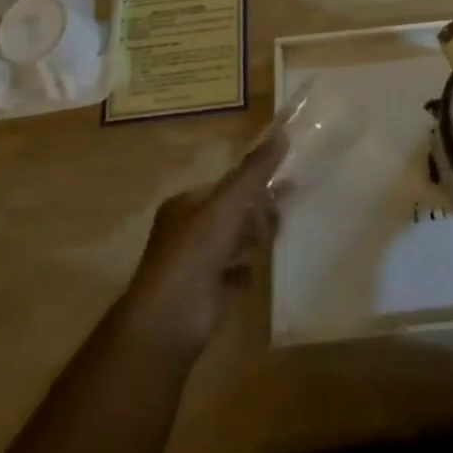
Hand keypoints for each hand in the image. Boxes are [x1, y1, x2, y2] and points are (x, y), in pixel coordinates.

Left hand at [123, 132, 283, 352]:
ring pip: (233, 243)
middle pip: (231, 214)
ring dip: (252, 241)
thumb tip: (283, 133)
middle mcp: (188, 231)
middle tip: (279, 215)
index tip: (281, 184)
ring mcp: (196, 264)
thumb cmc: (195, 250)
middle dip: (255, 214)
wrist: (170, 319)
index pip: (225, 186)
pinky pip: (233, 274)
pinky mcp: (205, 294)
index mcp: (186, 204)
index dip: (252, 184)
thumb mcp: (228, 202)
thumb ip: (255, 170)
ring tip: (271, 240)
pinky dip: (245, 271)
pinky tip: (256, 270)